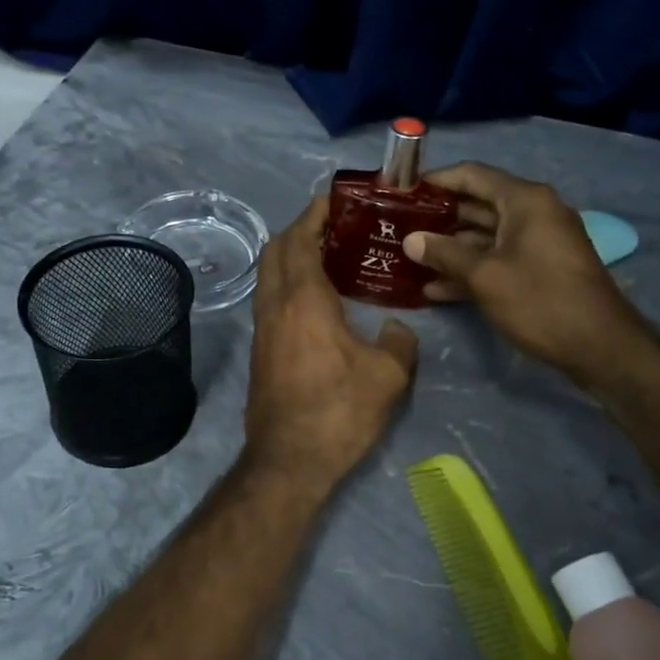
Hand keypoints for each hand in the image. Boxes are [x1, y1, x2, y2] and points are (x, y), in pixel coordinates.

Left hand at [242, 197, 417, 492]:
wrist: (288, 459)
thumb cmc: (339, 411)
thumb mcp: (387, 376)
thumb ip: (399, 341)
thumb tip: (397, 327)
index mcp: (303, 300)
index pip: (300, 240)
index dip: (313, 214)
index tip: (333, 199)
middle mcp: (275, 305)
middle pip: (276, 250)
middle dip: (299, 229)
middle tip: (332, 225)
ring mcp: (262, 328)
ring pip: (268, 274)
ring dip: (290, 255)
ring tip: (326, 255)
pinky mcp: (260, 349)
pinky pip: (269, 297)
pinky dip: (287, 281)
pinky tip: (314, 297)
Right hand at [403, 162, 650, 388]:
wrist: (600, 347)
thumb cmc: (540, 300)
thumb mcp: (484, 276)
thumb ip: (444, 253)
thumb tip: (410, 240)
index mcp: (524, 200)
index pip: (472, 175)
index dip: (435, 180)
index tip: (402, 191)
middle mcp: (533, 213)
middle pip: (476, 205)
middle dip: (437, 218)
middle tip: (397, 228)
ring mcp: (537, 242)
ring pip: (484, 236)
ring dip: (449, 249)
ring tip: (408, 260)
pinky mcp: (538, 269)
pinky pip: (497, 259)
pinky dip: (470, 269)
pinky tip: (435, 289)